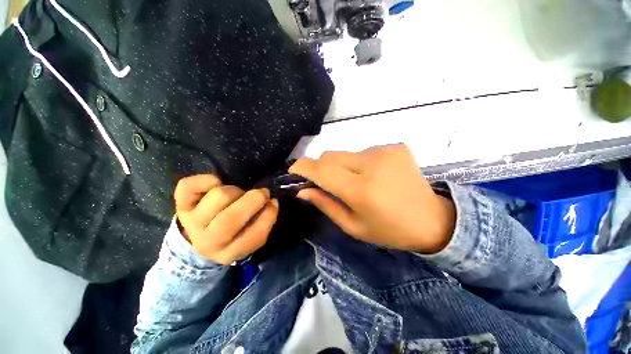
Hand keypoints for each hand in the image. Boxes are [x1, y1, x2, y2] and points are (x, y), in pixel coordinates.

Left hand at [174, 174, 278, 264]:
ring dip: (235, 191)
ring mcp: (191, 222)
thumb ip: (264, 222)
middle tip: (262, 193)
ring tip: (237, 194)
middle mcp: (207, 241)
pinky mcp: (180, 204)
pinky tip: (217, 185)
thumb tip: (271, 202)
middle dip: (254, 199)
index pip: (254, 236)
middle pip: (230, 218)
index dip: (268, 215)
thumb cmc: (233, 234)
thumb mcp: (250, 237)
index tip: (272, 202)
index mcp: (229, 253)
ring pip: (219, 197)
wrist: (199, 236)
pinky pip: (190, 185)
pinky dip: (208, 180)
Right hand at [289, 144, 455, 253]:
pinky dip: (360, 163)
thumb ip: (325, 204)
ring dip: (343, 167)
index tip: (294, 170)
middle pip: (331, 156)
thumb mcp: (353, 225)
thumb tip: (302, 190)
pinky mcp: (394, 146)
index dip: (304, 167)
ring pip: (346, 154)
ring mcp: (386, 151)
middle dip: (322, 167)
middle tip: (328, 183)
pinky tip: (373, 175)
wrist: (432, 219)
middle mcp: (373, 164)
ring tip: (357, 182)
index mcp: (362, 190)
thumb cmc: (390, 230)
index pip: (322, 170)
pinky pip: (363, 152)